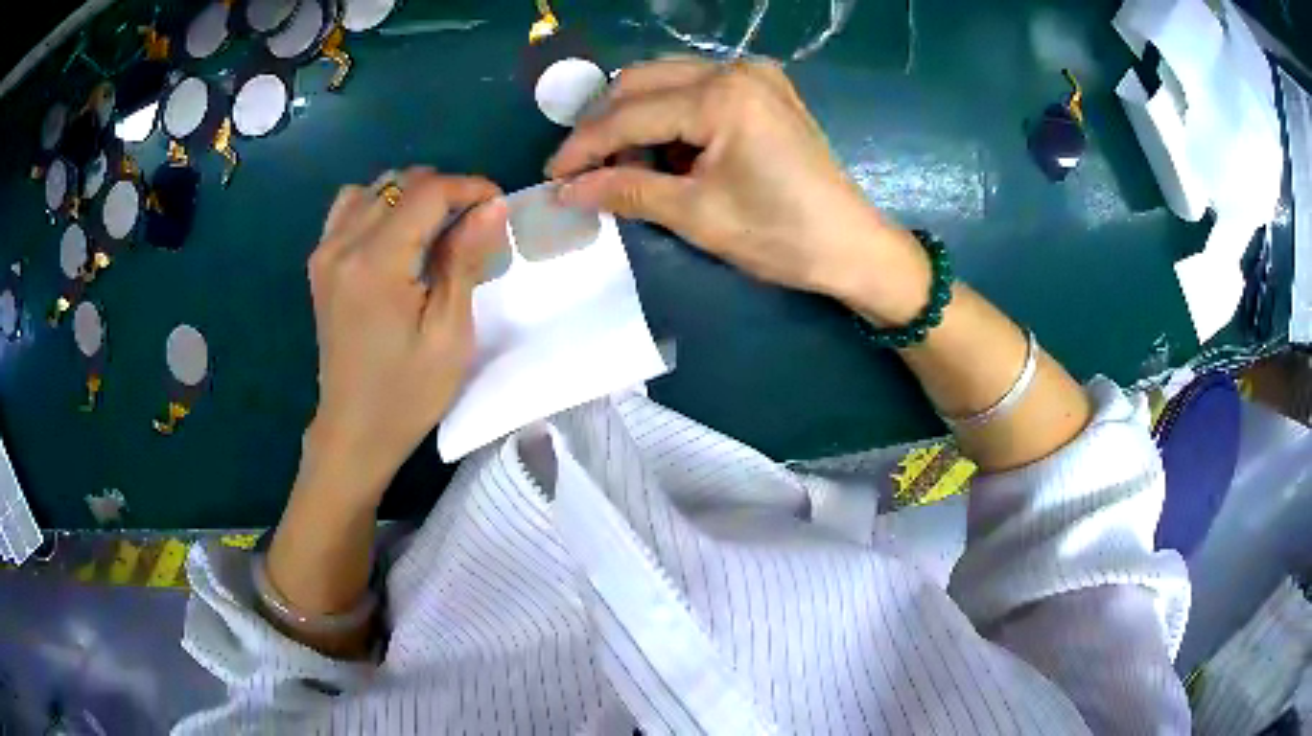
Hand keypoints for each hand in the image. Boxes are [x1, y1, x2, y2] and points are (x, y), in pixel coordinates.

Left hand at [304, 167, 506, 498]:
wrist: (354, 431)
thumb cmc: (408, 393)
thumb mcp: (449, 334)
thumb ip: (465, 261)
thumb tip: (492, 205)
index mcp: (375, 263)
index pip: (428, 192)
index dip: (470, 188)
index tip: (499, 206)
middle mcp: (343, 245)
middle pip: (402, 183)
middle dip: (446, 191)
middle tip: (473, 225)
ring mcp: (326, 252)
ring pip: (375, 188)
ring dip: (413, 196)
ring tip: (437, 228)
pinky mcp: (320, 263)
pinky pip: (349, 207)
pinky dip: (379, 206)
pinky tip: (396, 234)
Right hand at [547, 58, 930, 323]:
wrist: (853, 246)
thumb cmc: (781, 236)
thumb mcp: (697, 215)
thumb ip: (627, 191)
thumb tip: (566, 191)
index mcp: (721, 96)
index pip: (629, 114)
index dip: (583, 147)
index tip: (552, 177)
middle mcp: (735, 69)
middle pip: (642, 82)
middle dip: (605, 125)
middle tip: (582, 170)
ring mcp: (754, 75)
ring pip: (667, 81)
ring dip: (635, 119)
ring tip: (623, 166)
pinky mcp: (764, 89)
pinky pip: (697, 89)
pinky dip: (670, 117)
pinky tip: (665, 152)